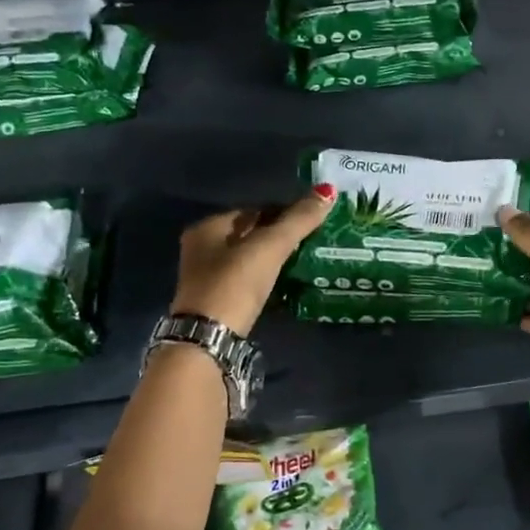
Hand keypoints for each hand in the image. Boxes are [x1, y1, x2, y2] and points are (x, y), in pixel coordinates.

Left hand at [170, 190, 333, 334]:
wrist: (209, 338)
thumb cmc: (236, 283)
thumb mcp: (270, 247)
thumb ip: (299, 220)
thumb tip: (328, 190)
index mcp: (208, 227)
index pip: (253, 210)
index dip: (282, 212)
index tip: (310, 221)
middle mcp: (201, 248)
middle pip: (248, 234)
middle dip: (277, 236)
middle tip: (311, 241)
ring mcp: (206, 277)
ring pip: (247, 258)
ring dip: (272, 259)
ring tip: (302, 262)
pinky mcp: (215, 301)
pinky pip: (246, 280)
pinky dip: (264, 278)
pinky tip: (283, 284)